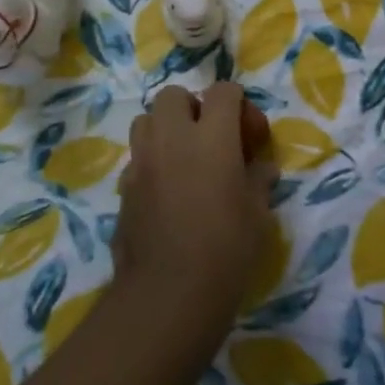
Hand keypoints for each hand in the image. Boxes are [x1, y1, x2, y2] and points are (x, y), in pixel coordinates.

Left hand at [114, 83, 276, 343]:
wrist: (169, 293)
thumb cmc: (227, 250)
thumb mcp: (258, 214)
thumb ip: (258, 180)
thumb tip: (261, 167)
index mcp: (212, 136)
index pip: (223, 91)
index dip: (238, 104)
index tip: (249, 134)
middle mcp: (172, 138)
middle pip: (174, 95)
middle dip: (193, 107)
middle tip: (211, 138)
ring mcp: (142, 161)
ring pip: (146, 120)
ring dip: (165, 129)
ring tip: (184, 159)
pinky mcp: (123, 187)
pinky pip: (137, 157)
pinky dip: (152, 161)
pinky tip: (167, 191)